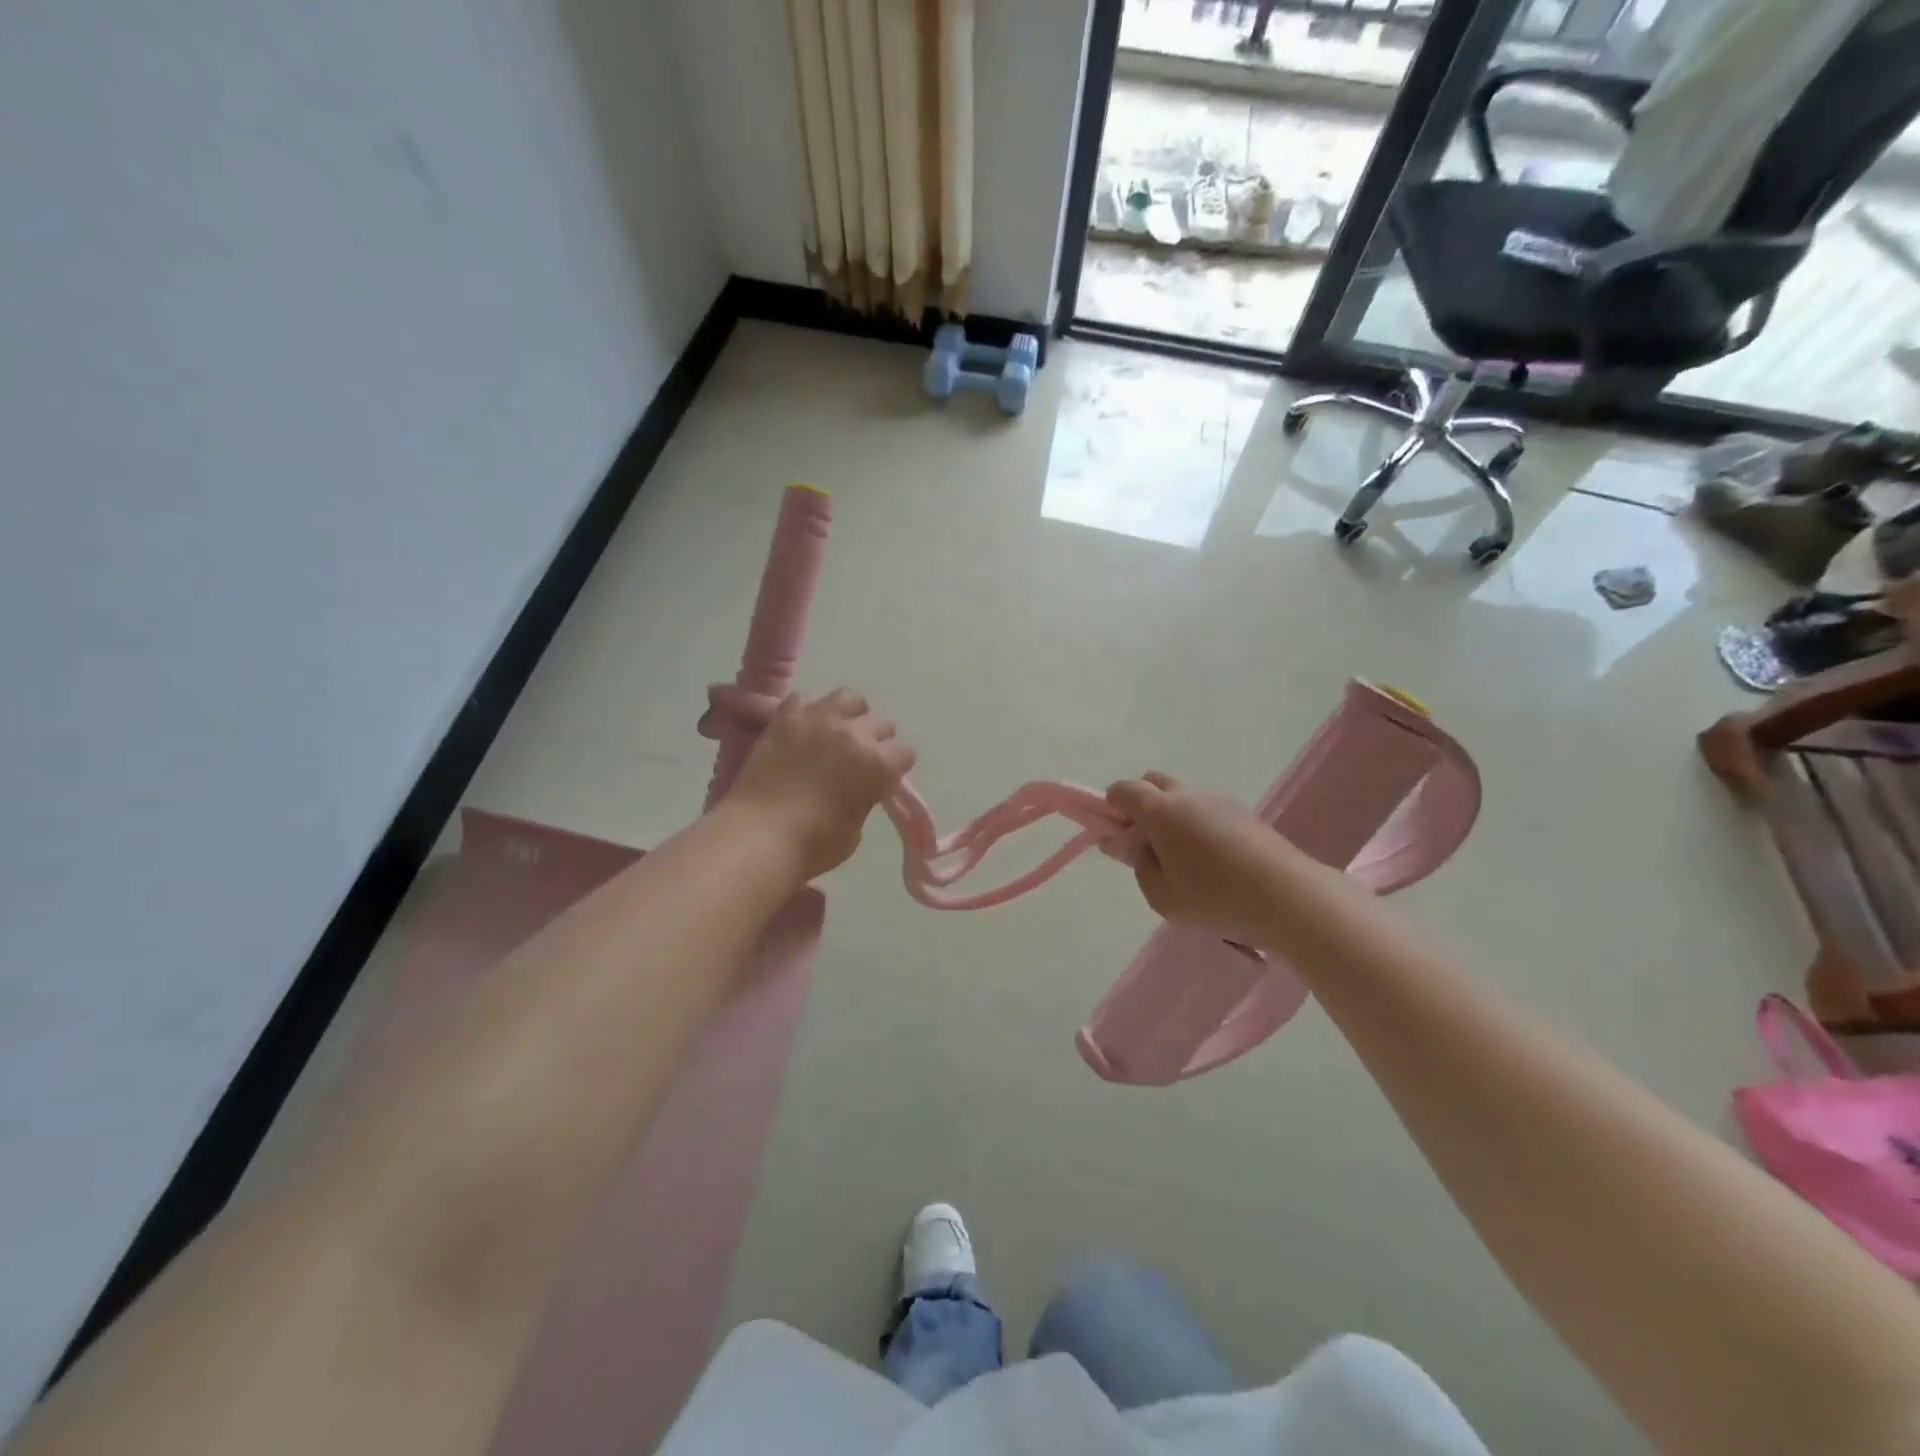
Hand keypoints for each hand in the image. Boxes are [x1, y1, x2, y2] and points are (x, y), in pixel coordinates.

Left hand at [726, 689, 915, 881]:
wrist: (759, 836)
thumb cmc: (813, 845)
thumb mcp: (855, 829)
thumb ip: (864, 798)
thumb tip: (858, 787)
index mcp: (879, 764)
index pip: (904, 752)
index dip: (895, 767)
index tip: (882, 779)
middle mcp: (854, 734)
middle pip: (880, 722)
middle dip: (875, 740)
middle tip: (858, 759)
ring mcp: (819, 720)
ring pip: (848, 698)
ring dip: (848, 715)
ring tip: (836, 733)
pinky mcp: (786, 717)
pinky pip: (805, 699)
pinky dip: (808, 713)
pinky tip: (802, 731)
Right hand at [1106, 772, 1285, 946]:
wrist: (1289, 896)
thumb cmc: (1216, 898)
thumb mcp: (1163, 897)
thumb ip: (1140, 867)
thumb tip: (1138, 848)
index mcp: (1159, 810)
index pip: (1122, 790)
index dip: (1111, 808)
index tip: (1117, 836)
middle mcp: (1185, 794)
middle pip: (1151, 781)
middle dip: (1140, 803)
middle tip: (1146, 842)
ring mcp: (1217, 798)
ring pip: (1180, 792)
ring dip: (1170, 811)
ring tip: (1181, 854)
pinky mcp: (1242, 810)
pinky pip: (1205, 805)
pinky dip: (1196, 819)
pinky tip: (1210, 856)